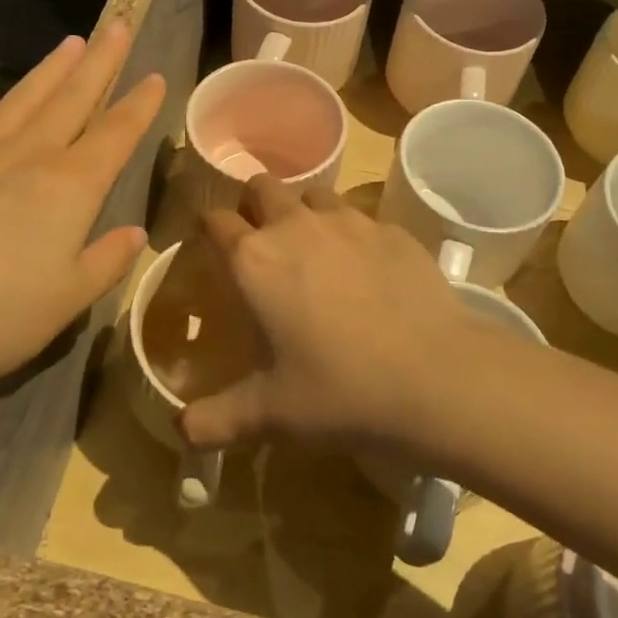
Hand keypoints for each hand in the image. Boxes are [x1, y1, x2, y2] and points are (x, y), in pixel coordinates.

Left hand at [0, 24, 164, 399]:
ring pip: (22, 100)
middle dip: (100, 62)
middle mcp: (27, 158)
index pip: (117, 135)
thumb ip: (105, 263)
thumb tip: (136, 233)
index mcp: (70, 187)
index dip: (140, 105)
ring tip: (70, 43)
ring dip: (49, 70)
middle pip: (73, 99)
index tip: (156, 76)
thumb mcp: (66, 302)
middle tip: (118, 25)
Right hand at [180, 175, 484, 452]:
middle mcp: (296, 226)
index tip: (211, 246)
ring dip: (304, 213)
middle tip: (262, 243)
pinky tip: (368, 273)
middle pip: (262, 186)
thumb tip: (180, 431)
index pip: (214, 219)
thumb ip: (214, 420)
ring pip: (313, 195)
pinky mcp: (393, 230)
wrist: (436, 377)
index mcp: (255, 259)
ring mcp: (350, 221)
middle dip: (255, 206)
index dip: (208, 228)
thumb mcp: (269, 414)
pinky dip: (353, 235)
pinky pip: (361, 219)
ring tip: (315, 253)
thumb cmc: (339, 391)